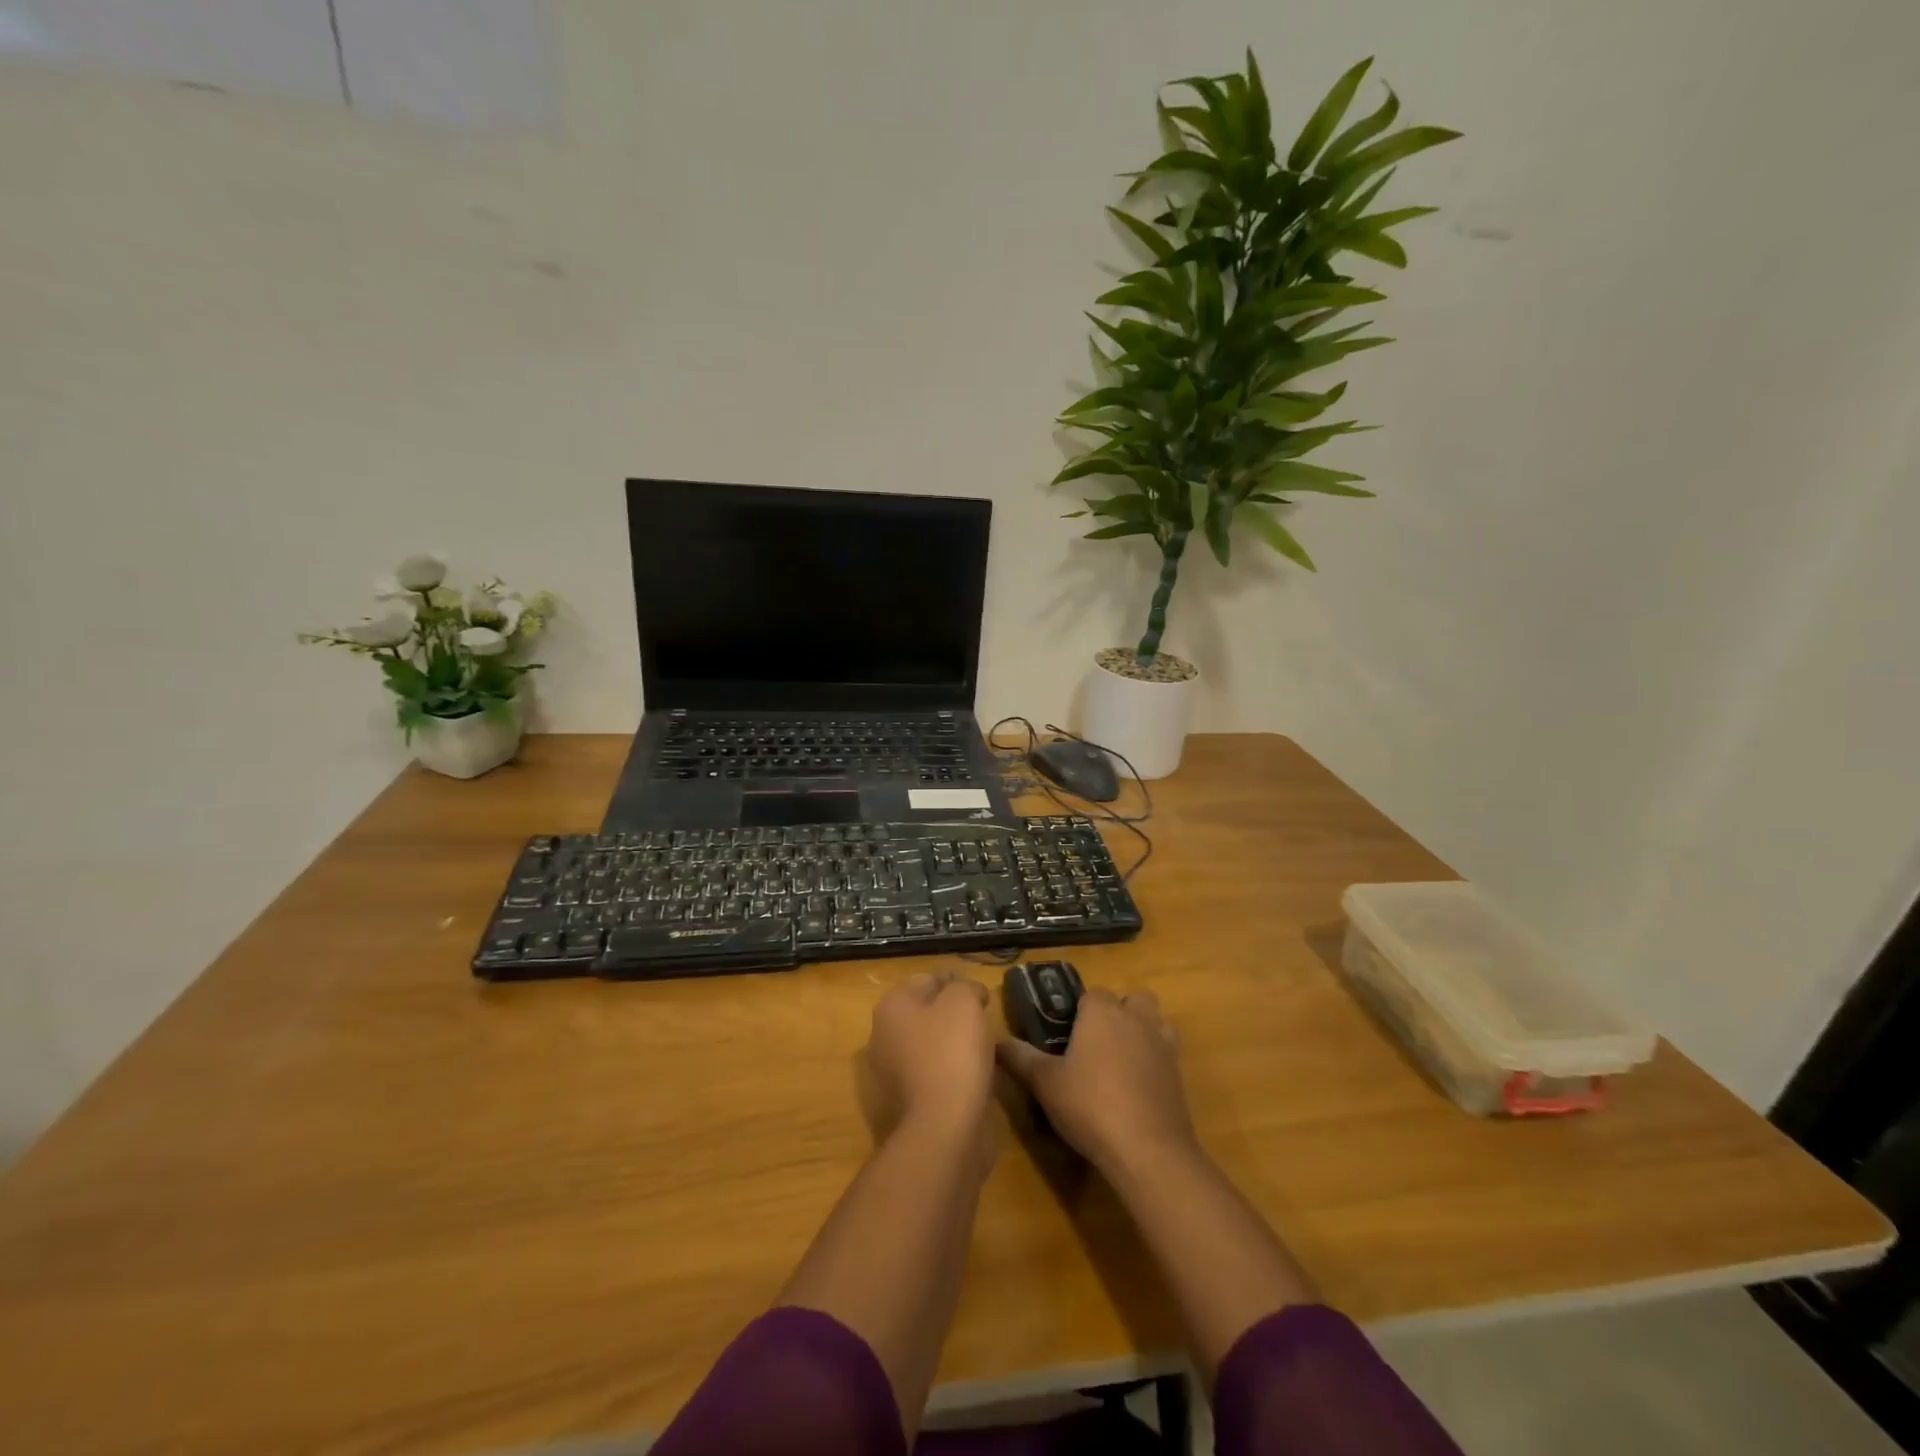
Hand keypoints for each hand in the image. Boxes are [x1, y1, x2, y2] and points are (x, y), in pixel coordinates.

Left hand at [865, 970, 996, 1143]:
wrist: (943, 1128)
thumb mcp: (964, 1002)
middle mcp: (883, 1036)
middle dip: (953, 1012)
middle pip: (925, 1012)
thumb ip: (966, 987)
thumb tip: (969, 993)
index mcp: (892, 1007)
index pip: (927, 979)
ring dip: (953, 1042)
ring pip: (930, 1044)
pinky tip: (975, 1075)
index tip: (981, 993)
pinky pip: (934, 1073)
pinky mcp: (907, 1101)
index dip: (956, 981)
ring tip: (984, 1047)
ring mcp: (892, 1072)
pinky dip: (952, 1070)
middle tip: (983, 1018)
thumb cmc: (951, 1053)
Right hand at [997, 988, 1196, 1173]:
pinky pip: (1166, 1051)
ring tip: (1119, 1059)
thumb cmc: (1091, 1105)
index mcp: (1102, 1012)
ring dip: (1141, 1030)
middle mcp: (1135, 1018)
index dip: (1079, 1010)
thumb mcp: (1045, 1083)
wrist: (1148, 1149)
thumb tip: (995, 1041)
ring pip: (1154, 1021)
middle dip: (1118, 1012)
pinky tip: (1137, 1085)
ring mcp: (1162, 1043)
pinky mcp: (1179, 1072)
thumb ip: (1020, 1058)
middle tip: (1095, 1042)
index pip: (1092, 993)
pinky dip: (1154, 1059)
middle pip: (1131, 999)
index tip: (1065, 1033)